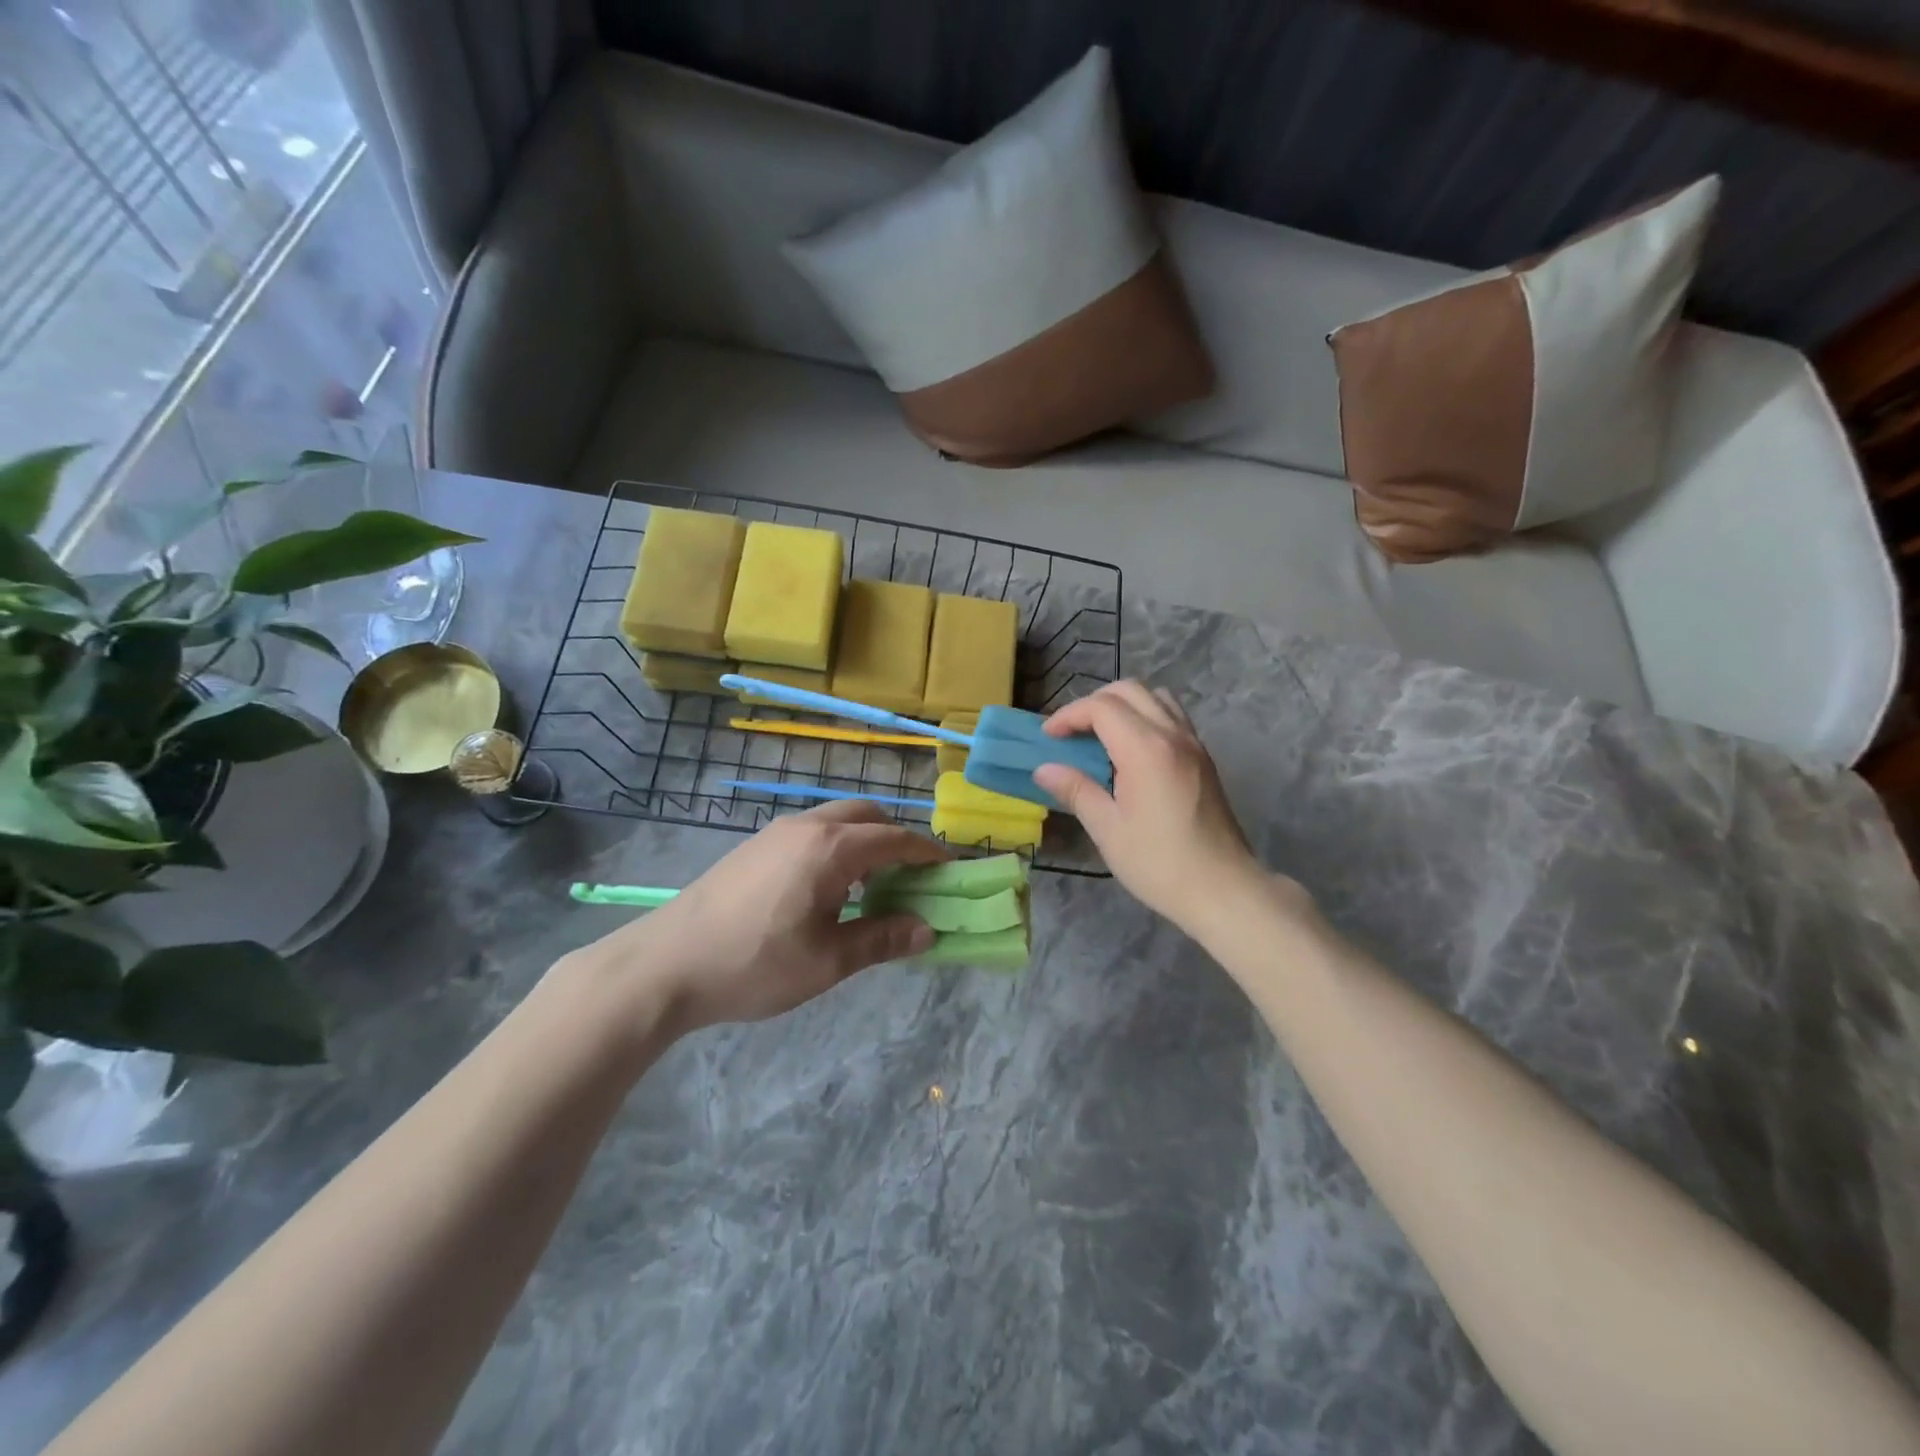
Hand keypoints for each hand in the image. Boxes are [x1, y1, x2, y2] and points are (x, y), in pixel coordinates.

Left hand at [579, 802, 948, 1035]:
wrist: (665, 964)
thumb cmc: (754, 964)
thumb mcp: (827, 961)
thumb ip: (882, 939)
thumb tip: (927, 930)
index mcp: (831, 848)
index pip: (896, 839)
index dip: (928, 853)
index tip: (950, 871)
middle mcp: (807, 826)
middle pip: (868, 816)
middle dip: (897, 840)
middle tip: (911, 879)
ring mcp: (775, 832)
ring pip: (837, 821)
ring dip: (865, 843)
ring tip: (871, 888)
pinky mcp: (754, 846)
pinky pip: (812, 832)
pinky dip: (837, 847)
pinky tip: (827, 891)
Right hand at [1033, 681, 1271, 933]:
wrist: (1223, 889)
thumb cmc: (1160, 864)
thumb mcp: (1108, 830)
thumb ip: (1076, 790)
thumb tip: (1044, 769)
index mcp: (1146, 749)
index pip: (1101, 707)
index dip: (1069, 716)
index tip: (1048, 737)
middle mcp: (1173, 735)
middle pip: (1128, 690)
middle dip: (1092, 704)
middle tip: (1070, 733)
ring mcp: (1193, 743)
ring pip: (1154, 697)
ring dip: (1122, 705)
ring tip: (1100, 736)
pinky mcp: (1203, 757)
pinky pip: (1172, 716)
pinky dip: (1145, 716)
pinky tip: (1130, 751)